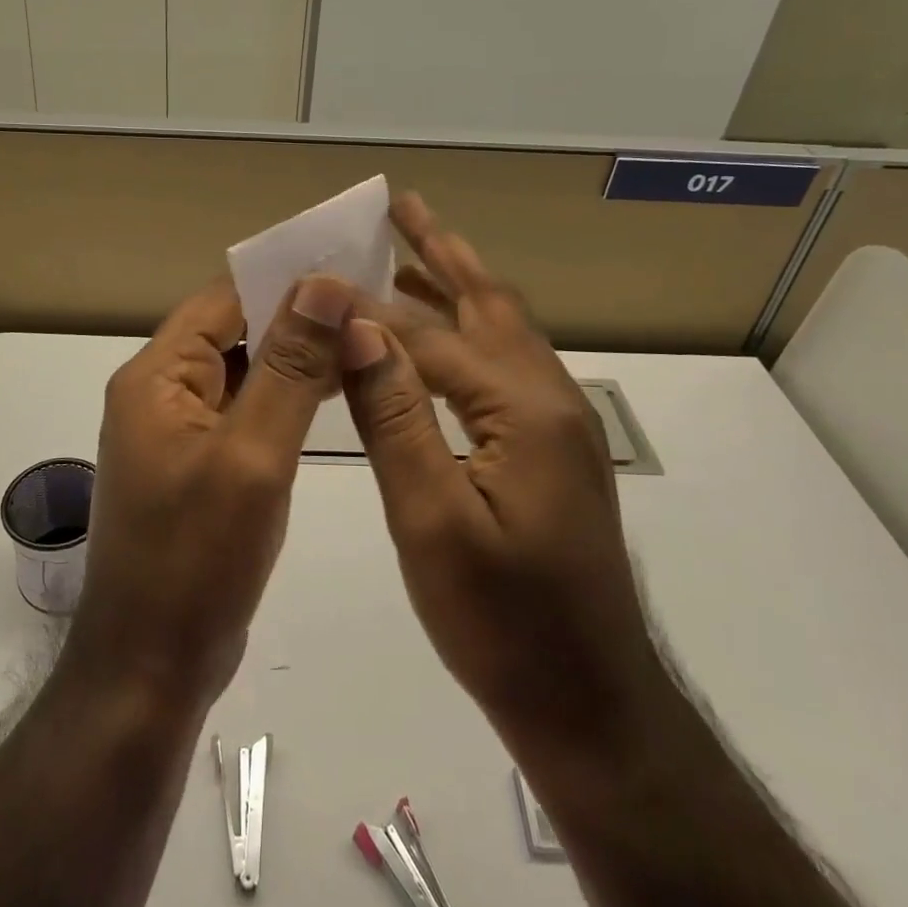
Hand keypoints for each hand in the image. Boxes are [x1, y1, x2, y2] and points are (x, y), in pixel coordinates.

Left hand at [71, 274, 353, 710]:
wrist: (152, 667)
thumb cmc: (197, 559)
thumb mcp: (252, 455)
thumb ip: (288, 367)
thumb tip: (321, 284)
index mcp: (157, 377)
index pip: (223, 300)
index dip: (283, 281)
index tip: (349, 268)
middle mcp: (160, 393)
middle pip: (232, 332)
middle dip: (296, 319)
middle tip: (371, 305)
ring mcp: (177, 432)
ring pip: (242, 373)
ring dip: (293, 359)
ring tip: (363, 342)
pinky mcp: (197, 467)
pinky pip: (243, 413)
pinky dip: (283, 400)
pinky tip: (331, 397)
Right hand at [339, 193, 666, 751]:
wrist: (588, 701)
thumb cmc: (502, 620)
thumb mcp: (432, 517)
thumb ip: (395, 414)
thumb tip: (358, 328)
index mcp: (523, 407)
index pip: (430, 335)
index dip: (370, 307)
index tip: (319, 275)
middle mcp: (549, 398)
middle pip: (487, 303)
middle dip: (441, 250)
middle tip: (400, 205)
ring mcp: (557, 423)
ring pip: (501, 331)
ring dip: (458, 284)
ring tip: (412, 249)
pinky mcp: (552, 449)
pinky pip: (504, 366)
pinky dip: (467, 332)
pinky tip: (438, 340)